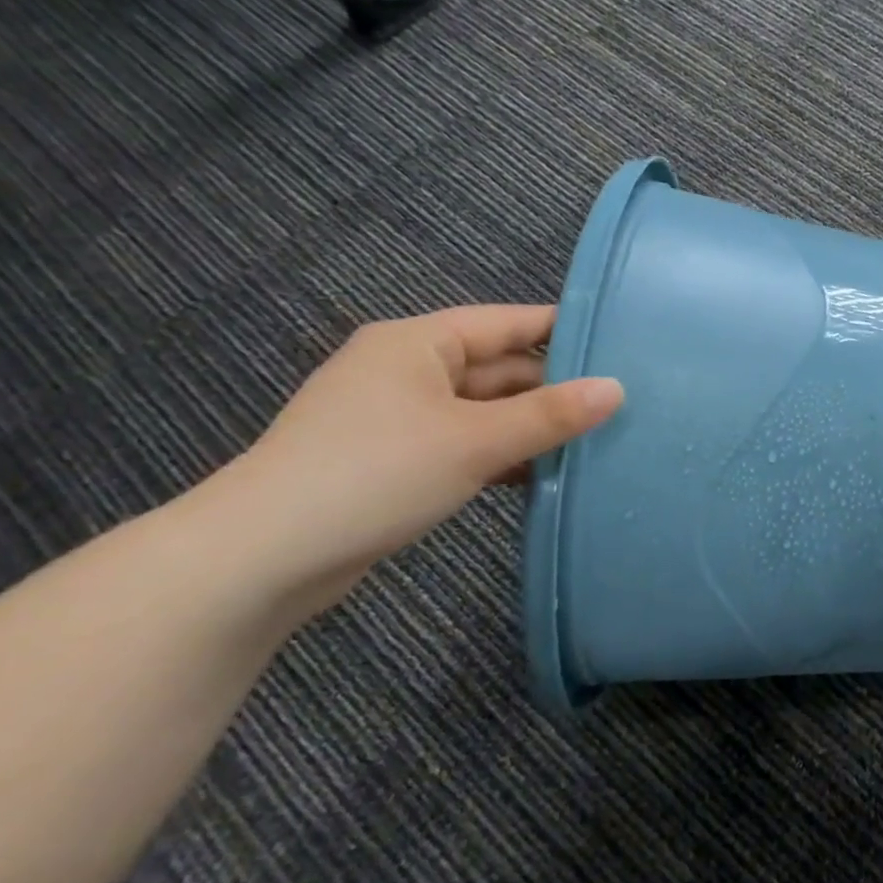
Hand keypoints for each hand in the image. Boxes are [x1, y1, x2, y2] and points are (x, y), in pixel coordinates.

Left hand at [216, 305, 620, 624]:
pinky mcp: (394, 460)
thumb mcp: (474, 441)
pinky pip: (465, 443)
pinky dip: (502, 454)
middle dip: (554, 389)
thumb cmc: (374, 475)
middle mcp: (407, 369)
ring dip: (531, 427)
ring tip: (595, 440)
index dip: (565, 330)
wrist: (259, 560)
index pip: (508, 322)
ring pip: (484, 410)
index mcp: (418, 343)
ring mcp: (398, 417)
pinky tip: (542, 474)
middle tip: (621, 406)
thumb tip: (617, 388)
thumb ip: (550, 414)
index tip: (623, 345)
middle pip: (498, 368)